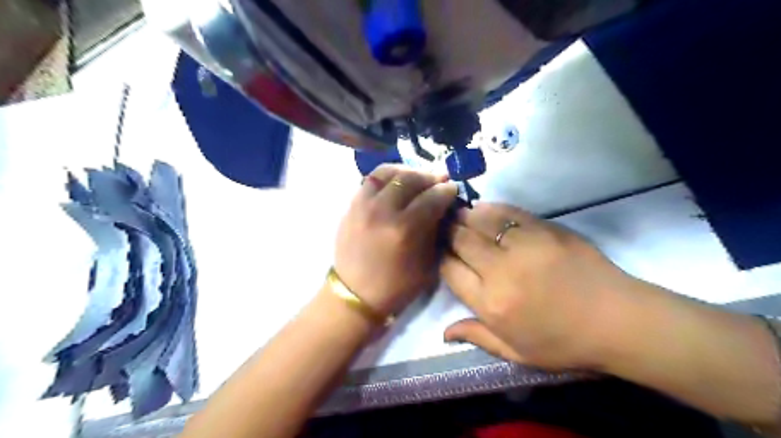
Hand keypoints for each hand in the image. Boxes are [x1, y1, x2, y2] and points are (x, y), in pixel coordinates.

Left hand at [334, 165, 457, 317]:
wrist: (354, 294)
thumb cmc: (396, 286)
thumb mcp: (427, 265)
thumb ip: (435, 231)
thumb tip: (442, 208)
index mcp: (404, 230)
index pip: (431, 198)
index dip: (446, 191)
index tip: (453, 189)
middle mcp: (382, 211)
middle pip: (410, 179)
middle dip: (429, 177)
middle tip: (439, 181)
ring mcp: (363, 205)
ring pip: (387, 172)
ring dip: (407, 171)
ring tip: (417, 177)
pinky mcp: (351, 206)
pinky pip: (370, 179)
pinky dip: (387, 175)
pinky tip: (396, 181)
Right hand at [438, 203, 646, 368]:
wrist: (619, 321)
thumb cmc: (564, 343)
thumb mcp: (517, 353)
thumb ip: (477, 337)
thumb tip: (443, 332)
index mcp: (492, 304)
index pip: (449, 270)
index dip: (441, 259)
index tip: (443, 255)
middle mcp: (501, 271)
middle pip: (461, 240)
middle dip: (448, 232)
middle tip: (445, 229)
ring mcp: (524, 245)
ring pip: (480, 220)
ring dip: (465, 216)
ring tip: (459, 215)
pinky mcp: (545, 229)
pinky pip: (508, 212)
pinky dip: (491, 209)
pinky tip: (484, 209)